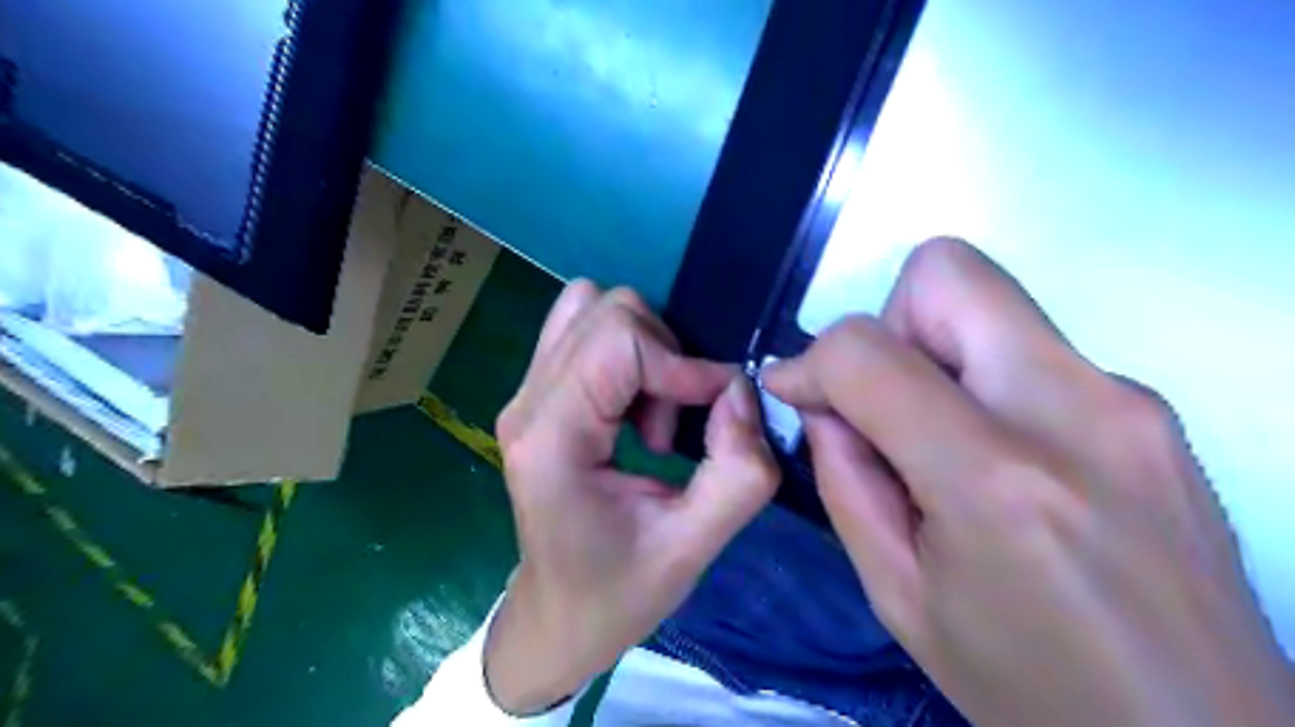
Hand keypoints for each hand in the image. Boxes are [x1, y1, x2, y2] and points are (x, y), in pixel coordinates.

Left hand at [483, 280, 766, 716]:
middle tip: (673, 425)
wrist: (557, 617)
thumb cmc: (616, 593)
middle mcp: (527, 401)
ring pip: (593, 310)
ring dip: (645, 351)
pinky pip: (586, 333)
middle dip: (663, 356)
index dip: (682, 364)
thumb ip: (737, 473)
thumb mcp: (692, 548)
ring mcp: (525, 394)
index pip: (618, 340)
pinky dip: (627, 355)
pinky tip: (634, 411)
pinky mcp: (537, 396)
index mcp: (551, 437)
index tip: (717, 410)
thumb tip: (741, 392)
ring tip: (652, 419)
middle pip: (606, 311)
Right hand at [766, 239, 1294, 725]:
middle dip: (886, 323)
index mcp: (995, 479)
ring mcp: (1127, 399)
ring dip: (933, 351)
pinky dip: (982, 377)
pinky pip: (1029, 346)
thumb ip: (844, 479)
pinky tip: (992, 457)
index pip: (867, 351)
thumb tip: (821, 403)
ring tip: (934, 439)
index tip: (795, 392)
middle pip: (946, 272)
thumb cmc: (1027, 686)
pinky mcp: (1150, 406)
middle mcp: (1073, 411)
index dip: (810, 360)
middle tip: (883, 402)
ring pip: (989, 300)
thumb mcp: (897, 594)